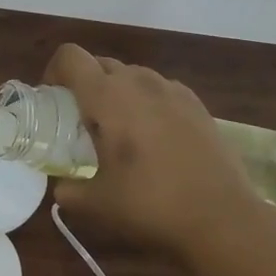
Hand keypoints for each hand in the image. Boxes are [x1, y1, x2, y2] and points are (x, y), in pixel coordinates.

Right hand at [44, 44, 267, 252]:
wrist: (223, 218)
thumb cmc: (150, 204)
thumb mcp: (96, 203)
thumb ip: (68, 190)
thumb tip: (60, 188)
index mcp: (107, 97)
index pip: (70, 57)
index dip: (54, 71)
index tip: (52, 100)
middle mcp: (139, 83)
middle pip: (100, 63)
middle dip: (84, 84)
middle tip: (81, 120)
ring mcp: (172, 90)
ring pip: (132, 74)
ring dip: (116, 91)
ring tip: (119, 129)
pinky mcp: (197, 105)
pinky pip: (160, 89)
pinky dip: (147, 102)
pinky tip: (153, 136)